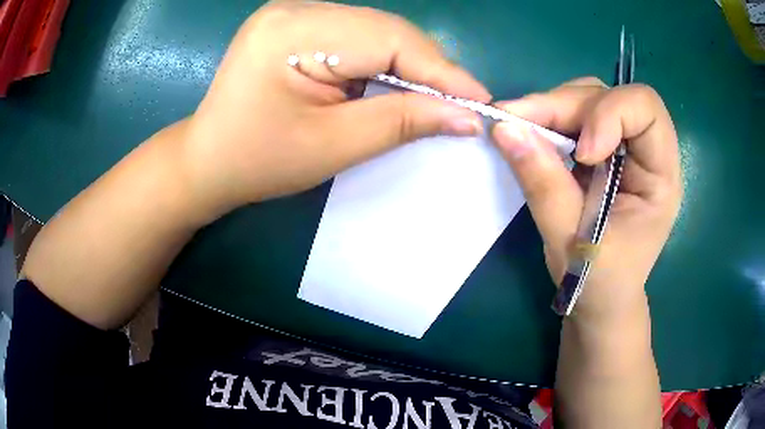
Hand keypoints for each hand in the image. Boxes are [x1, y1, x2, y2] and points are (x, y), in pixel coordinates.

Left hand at [179, 1, 489, 220]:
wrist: (208, 160)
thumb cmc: (258, 161)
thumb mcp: (332, 145)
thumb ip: (401, 121)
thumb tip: (465, 116)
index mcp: (293, 32)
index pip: (388, 38)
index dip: (441, 71)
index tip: (479, 101)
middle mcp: (294, 8)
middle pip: (384, 29)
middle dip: (427, 67)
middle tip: (460, 103)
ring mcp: (293, 12)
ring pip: (375, 30)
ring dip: (408, 64)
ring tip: (434, 97)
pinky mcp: (296, 24)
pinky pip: (356, 35)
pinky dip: (382, 60)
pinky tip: (395, 83)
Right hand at [492, 77, 681, 319]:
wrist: (600, 300)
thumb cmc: (598, 283)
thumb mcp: (572, 241)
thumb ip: (544, 184)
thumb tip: (504, 128)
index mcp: (661, 176)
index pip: (646, 109)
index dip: (610, 115)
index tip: (580, 155)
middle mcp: (647, 151)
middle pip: (611, 97)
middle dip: (566, 105)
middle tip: (518, 121)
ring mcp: (623, 148)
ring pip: (590, 98)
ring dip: (553, 108)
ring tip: (520, 127)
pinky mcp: (601, 150)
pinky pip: (575, 116)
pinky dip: (549, 119)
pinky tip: (530, 135)